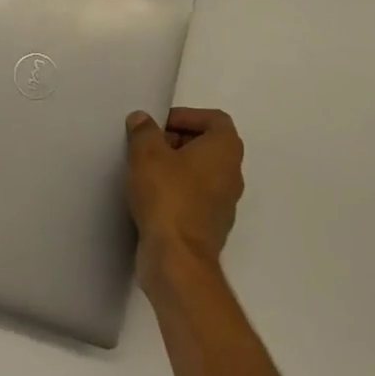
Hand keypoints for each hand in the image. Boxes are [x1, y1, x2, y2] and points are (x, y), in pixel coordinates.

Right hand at [126, 107, 244, 289]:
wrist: (177, 260)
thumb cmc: (167, 196)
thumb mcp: (147, 154)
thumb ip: (144, 131)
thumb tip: (142, 120)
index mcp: (225, 150)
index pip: (215, 119)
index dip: (187, 116)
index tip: (160, 125)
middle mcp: (232, 174)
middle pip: (208, 145)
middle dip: (177, 139)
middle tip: (148, 145)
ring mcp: (224, 203)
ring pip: (201, 172)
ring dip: (175, 166)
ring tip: (145, 170)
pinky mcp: (211, 226)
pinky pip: (195, 197)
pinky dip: (177, 191)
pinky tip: (150, 197)